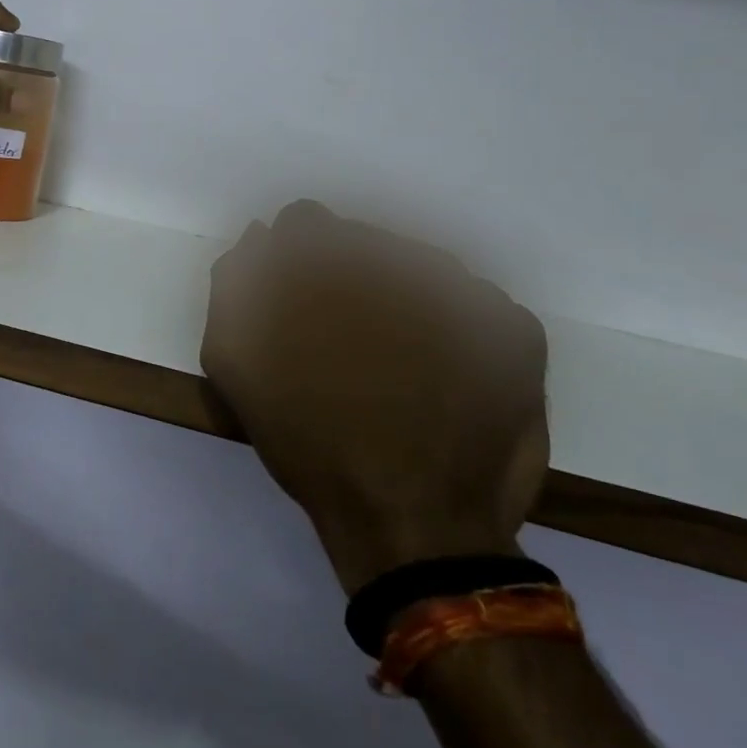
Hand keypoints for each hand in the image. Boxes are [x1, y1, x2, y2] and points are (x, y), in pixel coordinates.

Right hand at [202, 201, 549, 595]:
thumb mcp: (235, 365)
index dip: (296, 259)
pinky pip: (474, 304)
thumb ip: (233, 287)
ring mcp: (464, 291)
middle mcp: (396, 259)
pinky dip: (456, 329)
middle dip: (350, 278)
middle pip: (364, 241)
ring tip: (400, 364)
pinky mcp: (514, 329)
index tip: (300, 299)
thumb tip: (256, 238)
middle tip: (350, 340)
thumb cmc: (311, 443)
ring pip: (420, 267)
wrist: (413, 525)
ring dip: (403, 299)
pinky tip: (443, 375)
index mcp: (327, 264)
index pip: (304, 222)